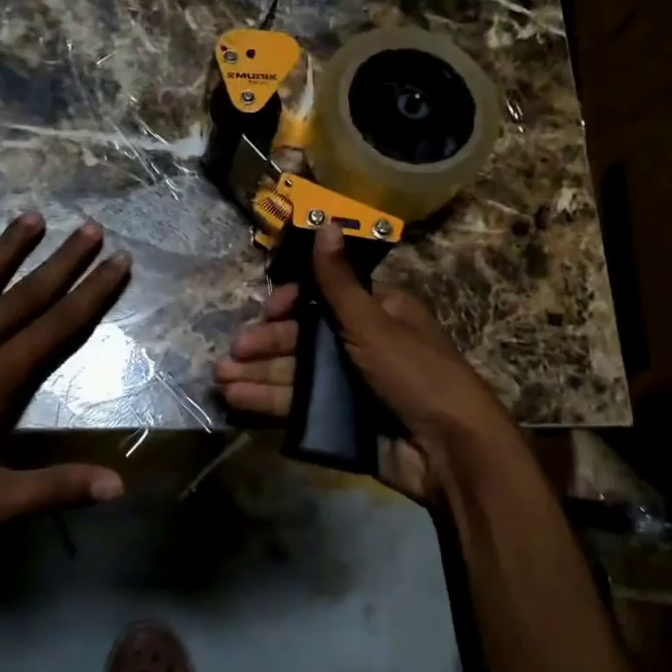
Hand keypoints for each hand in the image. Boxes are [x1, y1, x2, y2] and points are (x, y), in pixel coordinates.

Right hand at [214, 223, 522, 504]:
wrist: (448, 450)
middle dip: (267, 344)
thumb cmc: (413, 373)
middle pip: (304, 337)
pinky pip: (300, 406)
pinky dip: (269, 403)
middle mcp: (362, 344)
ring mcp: (351, 384)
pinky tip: (239, 401)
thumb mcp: (373, 322)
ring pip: (296, 373)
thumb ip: (339, 281)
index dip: (292, 303)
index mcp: (378, 312)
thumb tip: (325, 222)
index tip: (268, 311)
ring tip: (222, 381)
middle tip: (233, 354)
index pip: (324, 298)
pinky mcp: (341, 419)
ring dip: (259, 375)